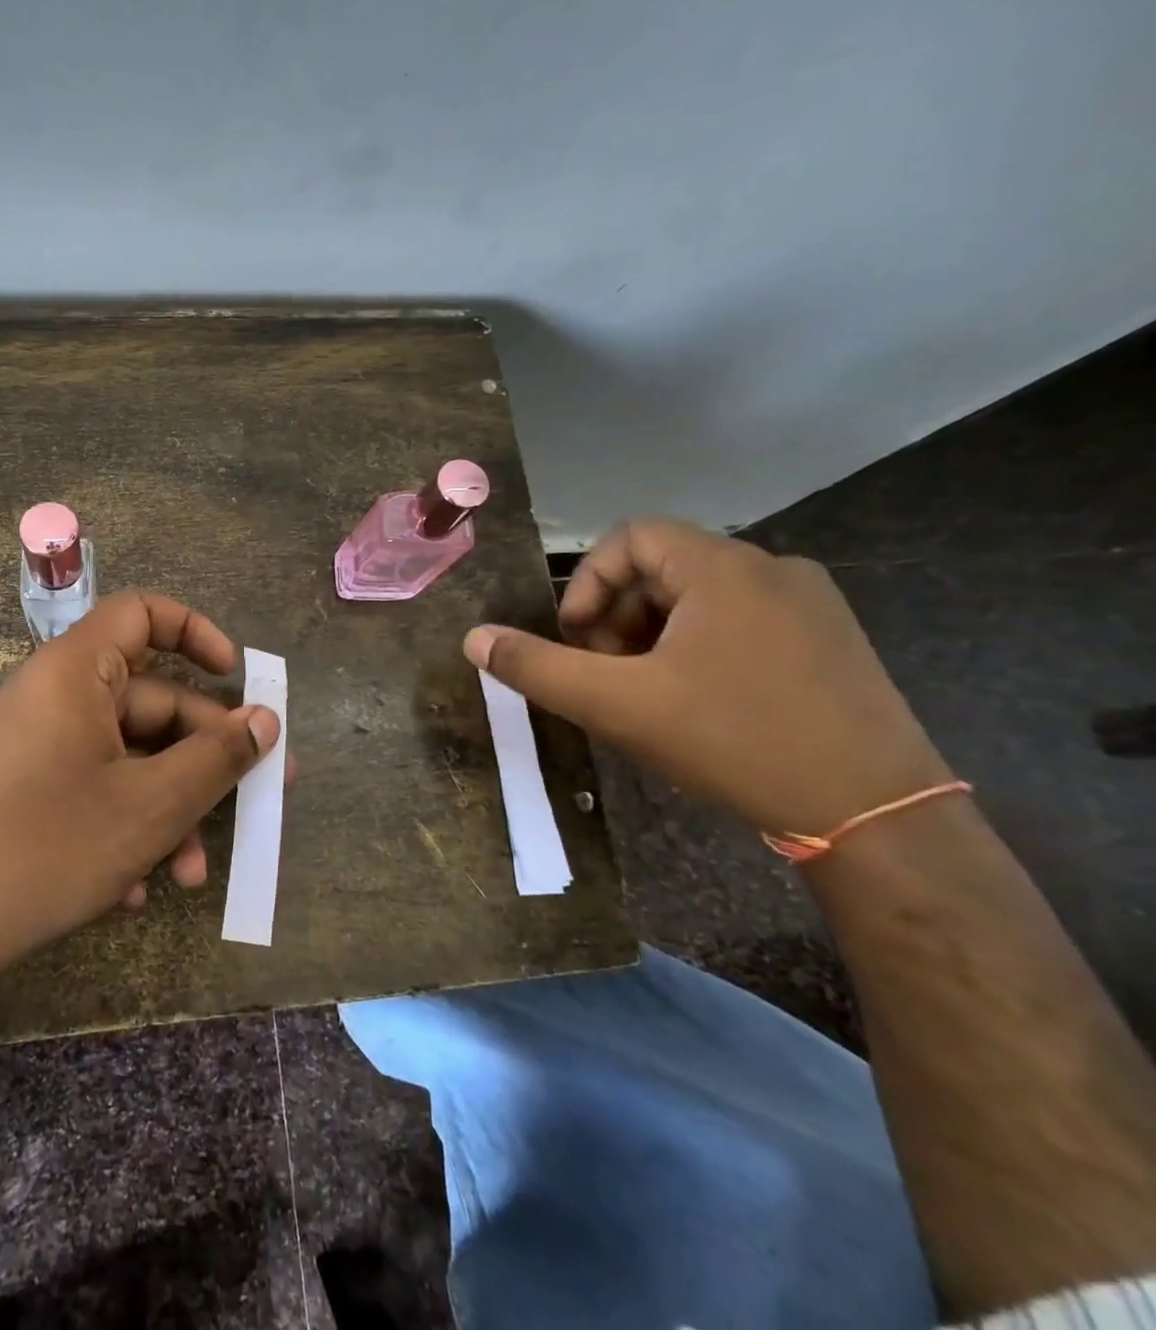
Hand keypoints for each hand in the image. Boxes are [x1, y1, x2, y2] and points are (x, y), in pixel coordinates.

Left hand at [0, 591, 281, 974]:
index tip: (236, 676)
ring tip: (191, 872)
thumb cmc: (50, 847)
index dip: (196, 632)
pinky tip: (140, 887)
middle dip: (204, 757)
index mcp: (76, 671)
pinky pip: (94, 786)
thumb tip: (267, 721)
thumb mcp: (152, 804)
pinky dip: (127, 824)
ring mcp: (39, 744)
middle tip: (259, 797)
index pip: (142, 612)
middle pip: (150, 701)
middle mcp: (55, 695)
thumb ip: (218, 757)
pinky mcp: (29, 788)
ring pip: (128, 756)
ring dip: (170, 807)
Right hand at [463, 518, 952, 838]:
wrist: (875, 813)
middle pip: (662, 567)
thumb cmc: (733, 740)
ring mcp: (811, 605)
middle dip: (616, 616)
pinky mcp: (832, 642)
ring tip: (646, 692)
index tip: (579, 643)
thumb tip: (474, 638)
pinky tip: (698, 702)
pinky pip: (741, 620)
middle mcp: (772, 569)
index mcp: (723, 567)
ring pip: (700, 596)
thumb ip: (536, 667)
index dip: (587, 584)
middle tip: (606, 674)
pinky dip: (699, 646)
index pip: (630, 537)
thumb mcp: (616, 704)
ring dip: (653, 633)